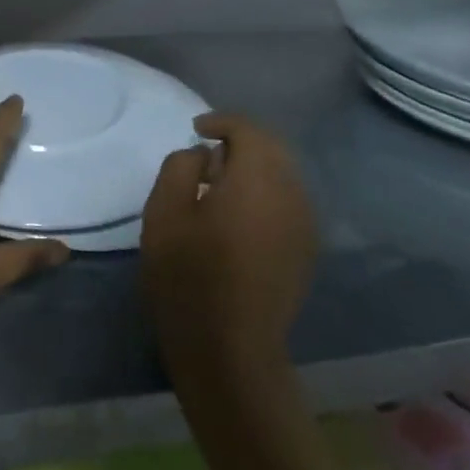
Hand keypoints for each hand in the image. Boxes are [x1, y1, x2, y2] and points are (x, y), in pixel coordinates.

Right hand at [140, 113, 319, 372]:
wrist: (229, 347)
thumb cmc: (187, 275)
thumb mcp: (164, 213)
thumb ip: (180, 167)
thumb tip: (203, 156)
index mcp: (257, 180)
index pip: (249, 130)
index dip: (222, 122)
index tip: (196, 129)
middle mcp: (291, 194)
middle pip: (273, 149)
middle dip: (241, 142)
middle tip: (205, 155)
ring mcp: (304, 225)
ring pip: (284, 176)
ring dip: (254, 169)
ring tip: (217, 186)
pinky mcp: (305, 250)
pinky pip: (288, 202)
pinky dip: (265, 194)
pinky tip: (238, 216)